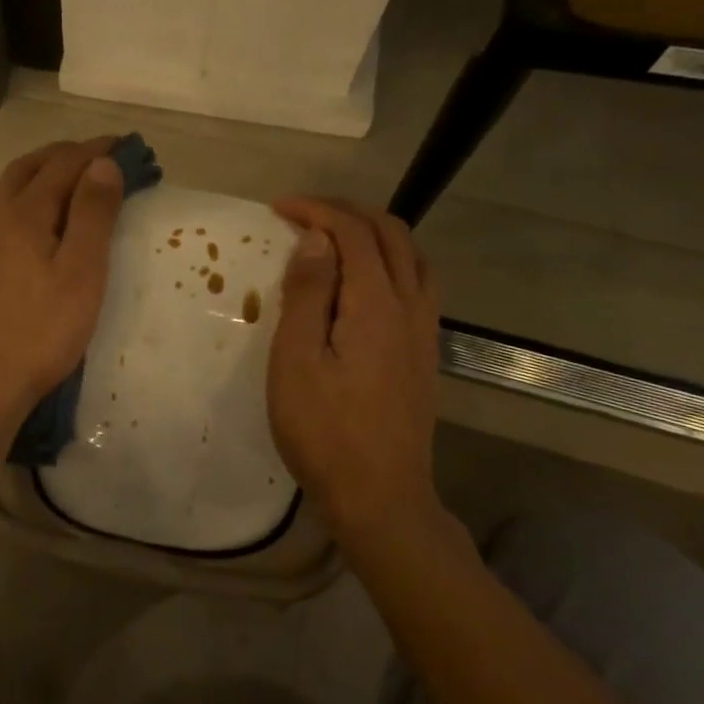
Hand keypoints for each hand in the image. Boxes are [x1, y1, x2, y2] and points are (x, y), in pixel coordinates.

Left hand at [0, 138, 124, 445]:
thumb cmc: (36, 334)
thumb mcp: (80, 275)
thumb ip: (92, 215)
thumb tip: (102, 163)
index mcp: (23, 212)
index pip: (65, 163)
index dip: (97, 150)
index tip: (125, 145)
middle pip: (27, 168)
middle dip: (63, 156)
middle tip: (95, 158)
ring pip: (3, 193)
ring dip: (35, 179)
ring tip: (62, 188)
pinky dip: (15, 208)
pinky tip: (21, 234)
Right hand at [267, 198, 444, 546]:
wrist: (380, 495)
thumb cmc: (324, 431)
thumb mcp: (296, 361)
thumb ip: (307, 295)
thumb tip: (316, 240)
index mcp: (376, 304)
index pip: (353, 233)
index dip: (317, 211)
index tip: (278, 208)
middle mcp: (410, 306)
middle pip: (391, 235)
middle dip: (347, 213)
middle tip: (303, 215)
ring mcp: (424, 331)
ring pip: (411, 257)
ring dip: (374, 234)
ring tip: (333, 239)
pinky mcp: (425, 354)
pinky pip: (416, 284)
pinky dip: (389, 262)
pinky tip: (363, 283)